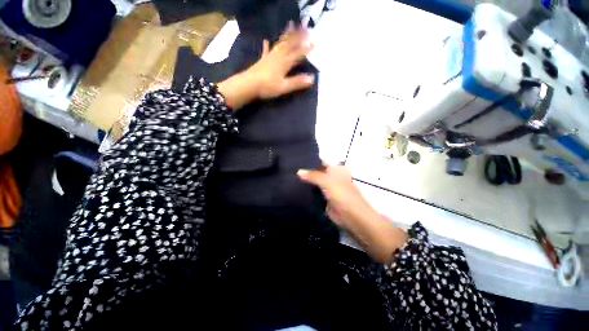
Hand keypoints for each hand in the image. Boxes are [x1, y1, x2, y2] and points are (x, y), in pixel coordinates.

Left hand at [217, 25, 314, 109]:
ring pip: (280, 44)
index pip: (298, 54)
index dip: (306, 49)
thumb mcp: (284, 87)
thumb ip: (297, 82)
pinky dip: (267, 45)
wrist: (249, 84)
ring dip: (286, 36)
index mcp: (285, 63)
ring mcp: (270, 57)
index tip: (314, 42)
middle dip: (298, 37)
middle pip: (290, 44)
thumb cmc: (267, 87)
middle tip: (305, 28)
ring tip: (290, 27)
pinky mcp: (262, 60)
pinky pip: (266, 50)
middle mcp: (278, 56)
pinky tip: (266, 40)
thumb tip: (312, 79)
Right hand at [298, 164, 407, 263]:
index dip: (311, 161)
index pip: (322, 162)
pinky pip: (314, 193)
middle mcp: (332, 178)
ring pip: (315, 183)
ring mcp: (328, 189)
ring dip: (306, 182)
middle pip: (318, 173)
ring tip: (291, 178)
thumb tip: (298, 171)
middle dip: (307, 172)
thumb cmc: (342, 194)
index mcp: (336, 170)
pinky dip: (307, 192)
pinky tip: (296, 190)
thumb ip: (313, 175)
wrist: (351, 217)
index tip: (297, 160)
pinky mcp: (324, 199)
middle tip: (291, 169)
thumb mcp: (327, 181)